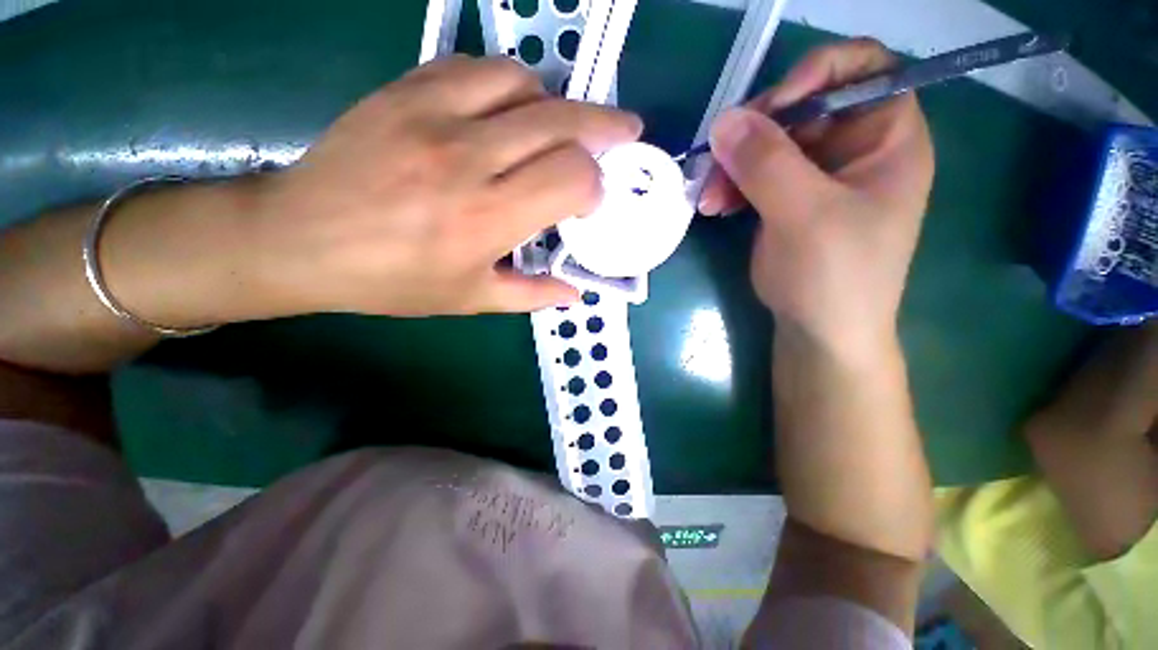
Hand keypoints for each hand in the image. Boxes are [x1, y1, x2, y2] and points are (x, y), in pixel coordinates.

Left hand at [255, 55, 641, 316]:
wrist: (301, 240)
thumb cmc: (392, 280)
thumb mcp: (470, 300)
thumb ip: (532, 295)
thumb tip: (575, 292)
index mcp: (487, 218)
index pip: (572, 177)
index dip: (593, 185)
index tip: (588, 201)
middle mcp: (468, 159)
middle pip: (562, 121)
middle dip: (605, 127)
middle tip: (624, 133)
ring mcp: (433, 115)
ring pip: (524, 83)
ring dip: (554, 105)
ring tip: (557, 128)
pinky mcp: (404, 90)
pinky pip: (476, 68)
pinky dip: (509, 84)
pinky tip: (509, 108)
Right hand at [701, 39, 933, 355]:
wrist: (819, 330)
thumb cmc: (834, 275)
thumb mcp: (806, 216)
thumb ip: (767, 163)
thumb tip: (724, 120)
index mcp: (887, 137)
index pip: (863, 68)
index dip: (817, 72)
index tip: (772, 108)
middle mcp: (854, 146)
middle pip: (802, 106)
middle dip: (755, 133)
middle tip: (717, 161)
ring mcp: (817, 174)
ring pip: (769, 142)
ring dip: (733, 165)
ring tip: (709, 198)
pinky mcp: (787, 198)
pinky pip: (754, 173)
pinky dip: (731, 185)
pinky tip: (714, 206)